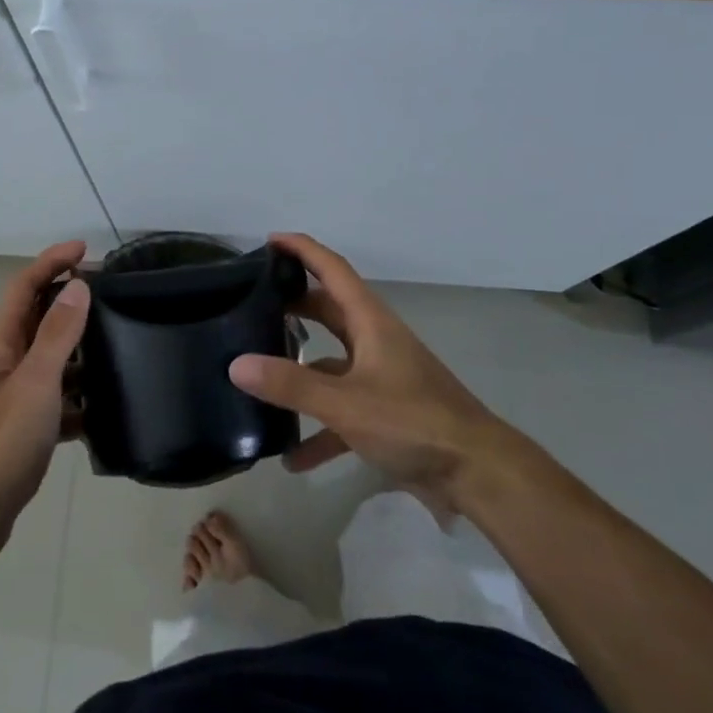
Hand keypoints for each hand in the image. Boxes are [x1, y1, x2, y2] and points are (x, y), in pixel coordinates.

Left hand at [0, 241, 90, 547]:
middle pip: (38, 315)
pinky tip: (106, 407)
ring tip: (121, 345)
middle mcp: (1, 358)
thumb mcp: (35, 384)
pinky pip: (55, 394)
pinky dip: (77, 394)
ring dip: (79, 348)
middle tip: (114, 293)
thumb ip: (57, 334)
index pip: (25, 284)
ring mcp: (9, 392)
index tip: (87, 248)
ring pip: (49, 356)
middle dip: (71, 300)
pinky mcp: (20, 422)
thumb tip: (78, 286)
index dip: (52, 261)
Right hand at [229, 233, 527, 509]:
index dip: (303, 250)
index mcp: (370, 322)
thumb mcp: (345, 403)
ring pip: (332, 363)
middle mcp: (375, 341)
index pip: (332, 270)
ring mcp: (381, 377)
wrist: (475, 472)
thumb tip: (236, 364)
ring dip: (301, 371)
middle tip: (253, 303)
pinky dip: (318, 430)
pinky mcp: (386, 413)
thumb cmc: (413, 421)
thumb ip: (291, 384)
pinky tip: (293, 458)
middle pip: (329, 311)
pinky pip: (342, 411)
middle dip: (294, 304)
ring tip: (259, 376)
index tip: (269, 240)